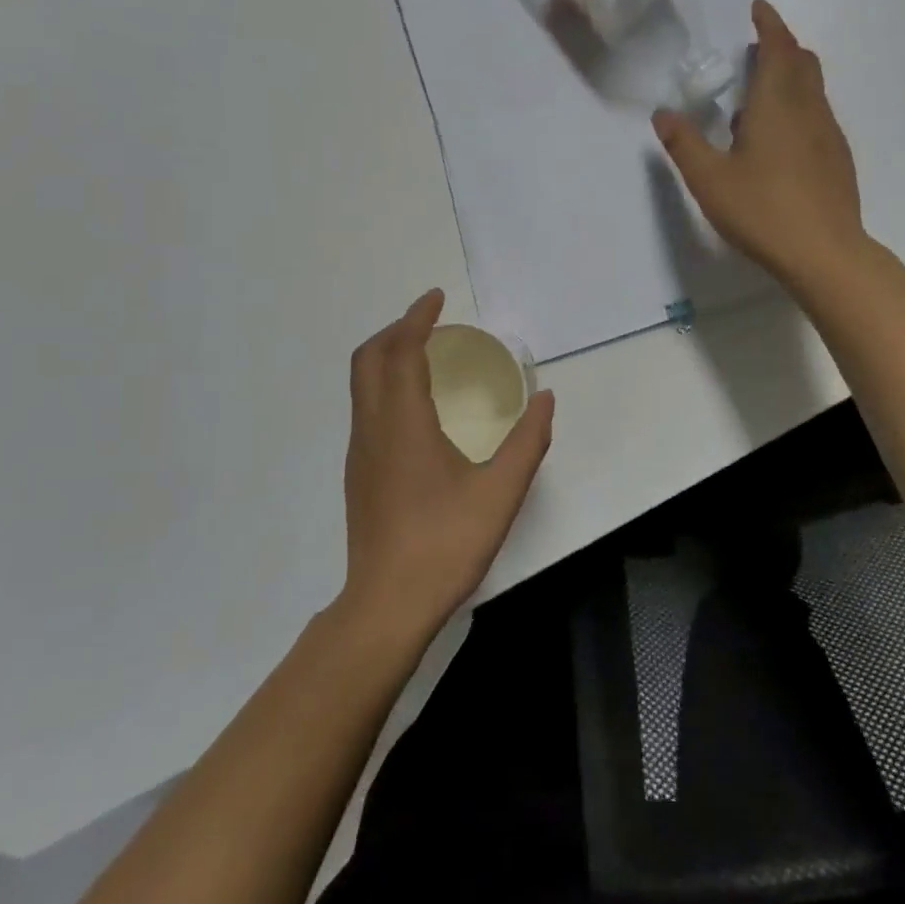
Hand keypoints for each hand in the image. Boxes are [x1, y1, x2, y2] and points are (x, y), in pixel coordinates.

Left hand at [340, 289, 555, 643]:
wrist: (387, 605)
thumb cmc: (445, 543)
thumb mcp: (501, 491)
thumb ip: (528, 441)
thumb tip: (545, 399)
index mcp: (402, 423)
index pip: (401, 351)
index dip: (417, 318)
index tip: (436, 298)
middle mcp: (373, 428)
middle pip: (368, 359)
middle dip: (396, 330)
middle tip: (431, 322)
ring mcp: (360, 453)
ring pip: (361, 385)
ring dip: (387, 357)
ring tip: (425, 356)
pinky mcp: (359, 475)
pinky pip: (366, 409)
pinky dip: (385, 385)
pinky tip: (417, 409)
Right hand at [653, 0, 865, 286]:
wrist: (824, 253)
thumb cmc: (762, 211)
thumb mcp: (709, 180)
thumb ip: (684, 144)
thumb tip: (663, 114)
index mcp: (776, 104)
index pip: (778, 48)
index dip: (769, 25)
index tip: (758, 10)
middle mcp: (809, 110)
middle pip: (802, 62)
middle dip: (781, 46)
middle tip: (755, 49)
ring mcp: (828, 135)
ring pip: (812, 90)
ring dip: (790, 78)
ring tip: (759, 97)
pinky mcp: (837, 159)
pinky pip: (817, 116)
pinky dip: (798, 108)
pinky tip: (778, 141)